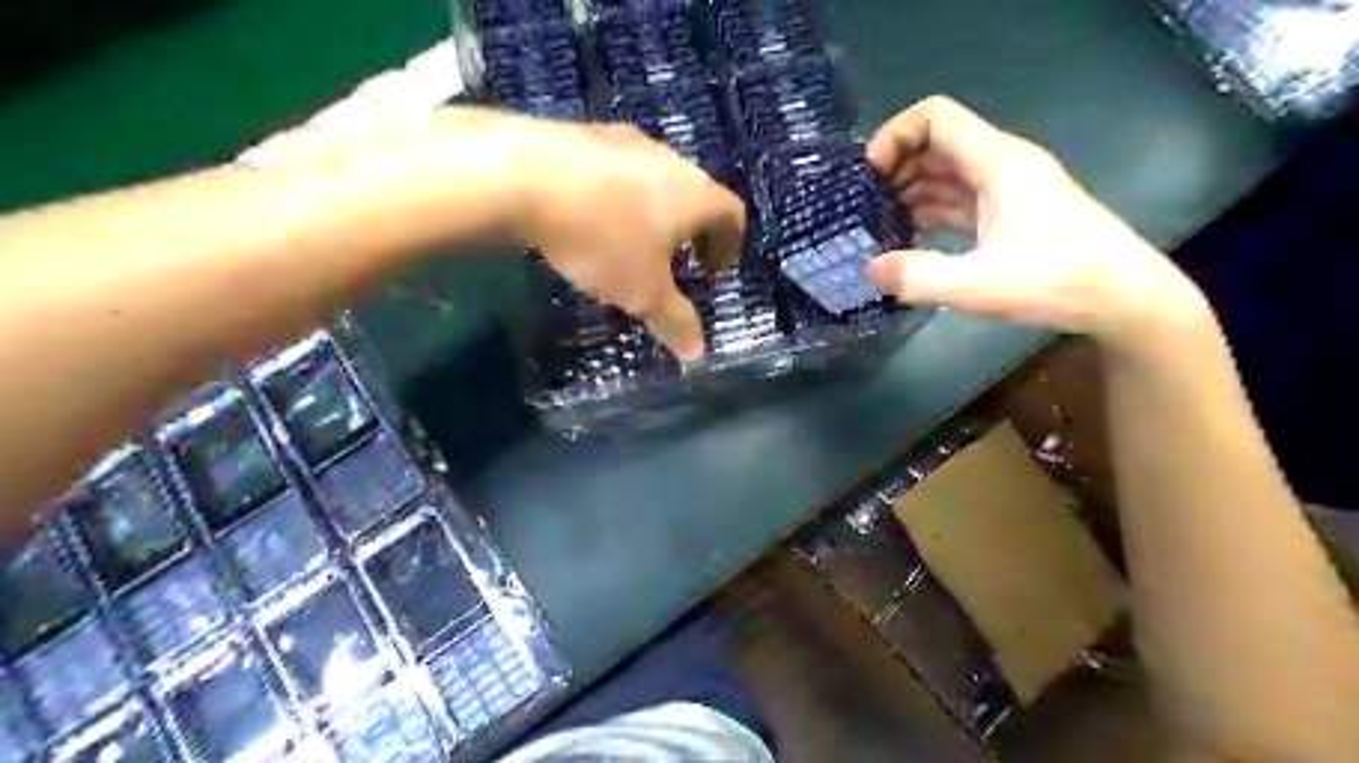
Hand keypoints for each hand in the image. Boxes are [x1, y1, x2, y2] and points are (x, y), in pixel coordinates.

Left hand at [507, 112, 747, 361]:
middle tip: (678, 262)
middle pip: (696, 195)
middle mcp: (670, 159)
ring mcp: (625, 140)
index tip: (715, 272)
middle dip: (693, 231)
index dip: (730, 246)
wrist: (522, 175)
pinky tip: (593, 218)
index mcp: (696, 194)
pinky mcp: (585, 133)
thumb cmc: (602, 238)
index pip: (733, 215)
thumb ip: (674, 321)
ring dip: (655, 212)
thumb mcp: (642, 292)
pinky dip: (619, 197)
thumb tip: (698, 352)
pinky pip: (617, 170)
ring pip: (656, 180)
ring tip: (634, 242)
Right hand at [866, 95, 1204, 345]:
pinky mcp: (1009, 214)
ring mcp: (1007, 190)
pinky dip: (929, 211)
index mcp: (997, 162)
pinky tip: (907, 239)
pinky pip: (958, 199)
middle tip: (863, 208)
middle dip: (895, 168)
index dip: (895, 136)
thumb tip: (869, 269)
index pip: (935, 117)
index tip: (868, 177)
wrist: (1125, 298)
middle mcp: (1001, 165)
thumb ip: (918, 276)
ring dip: (909, 191)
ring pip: (946, 173)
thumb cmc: (1058, 282)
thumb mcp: (979, 285)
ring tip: (876, 226)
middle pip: (936, 143)